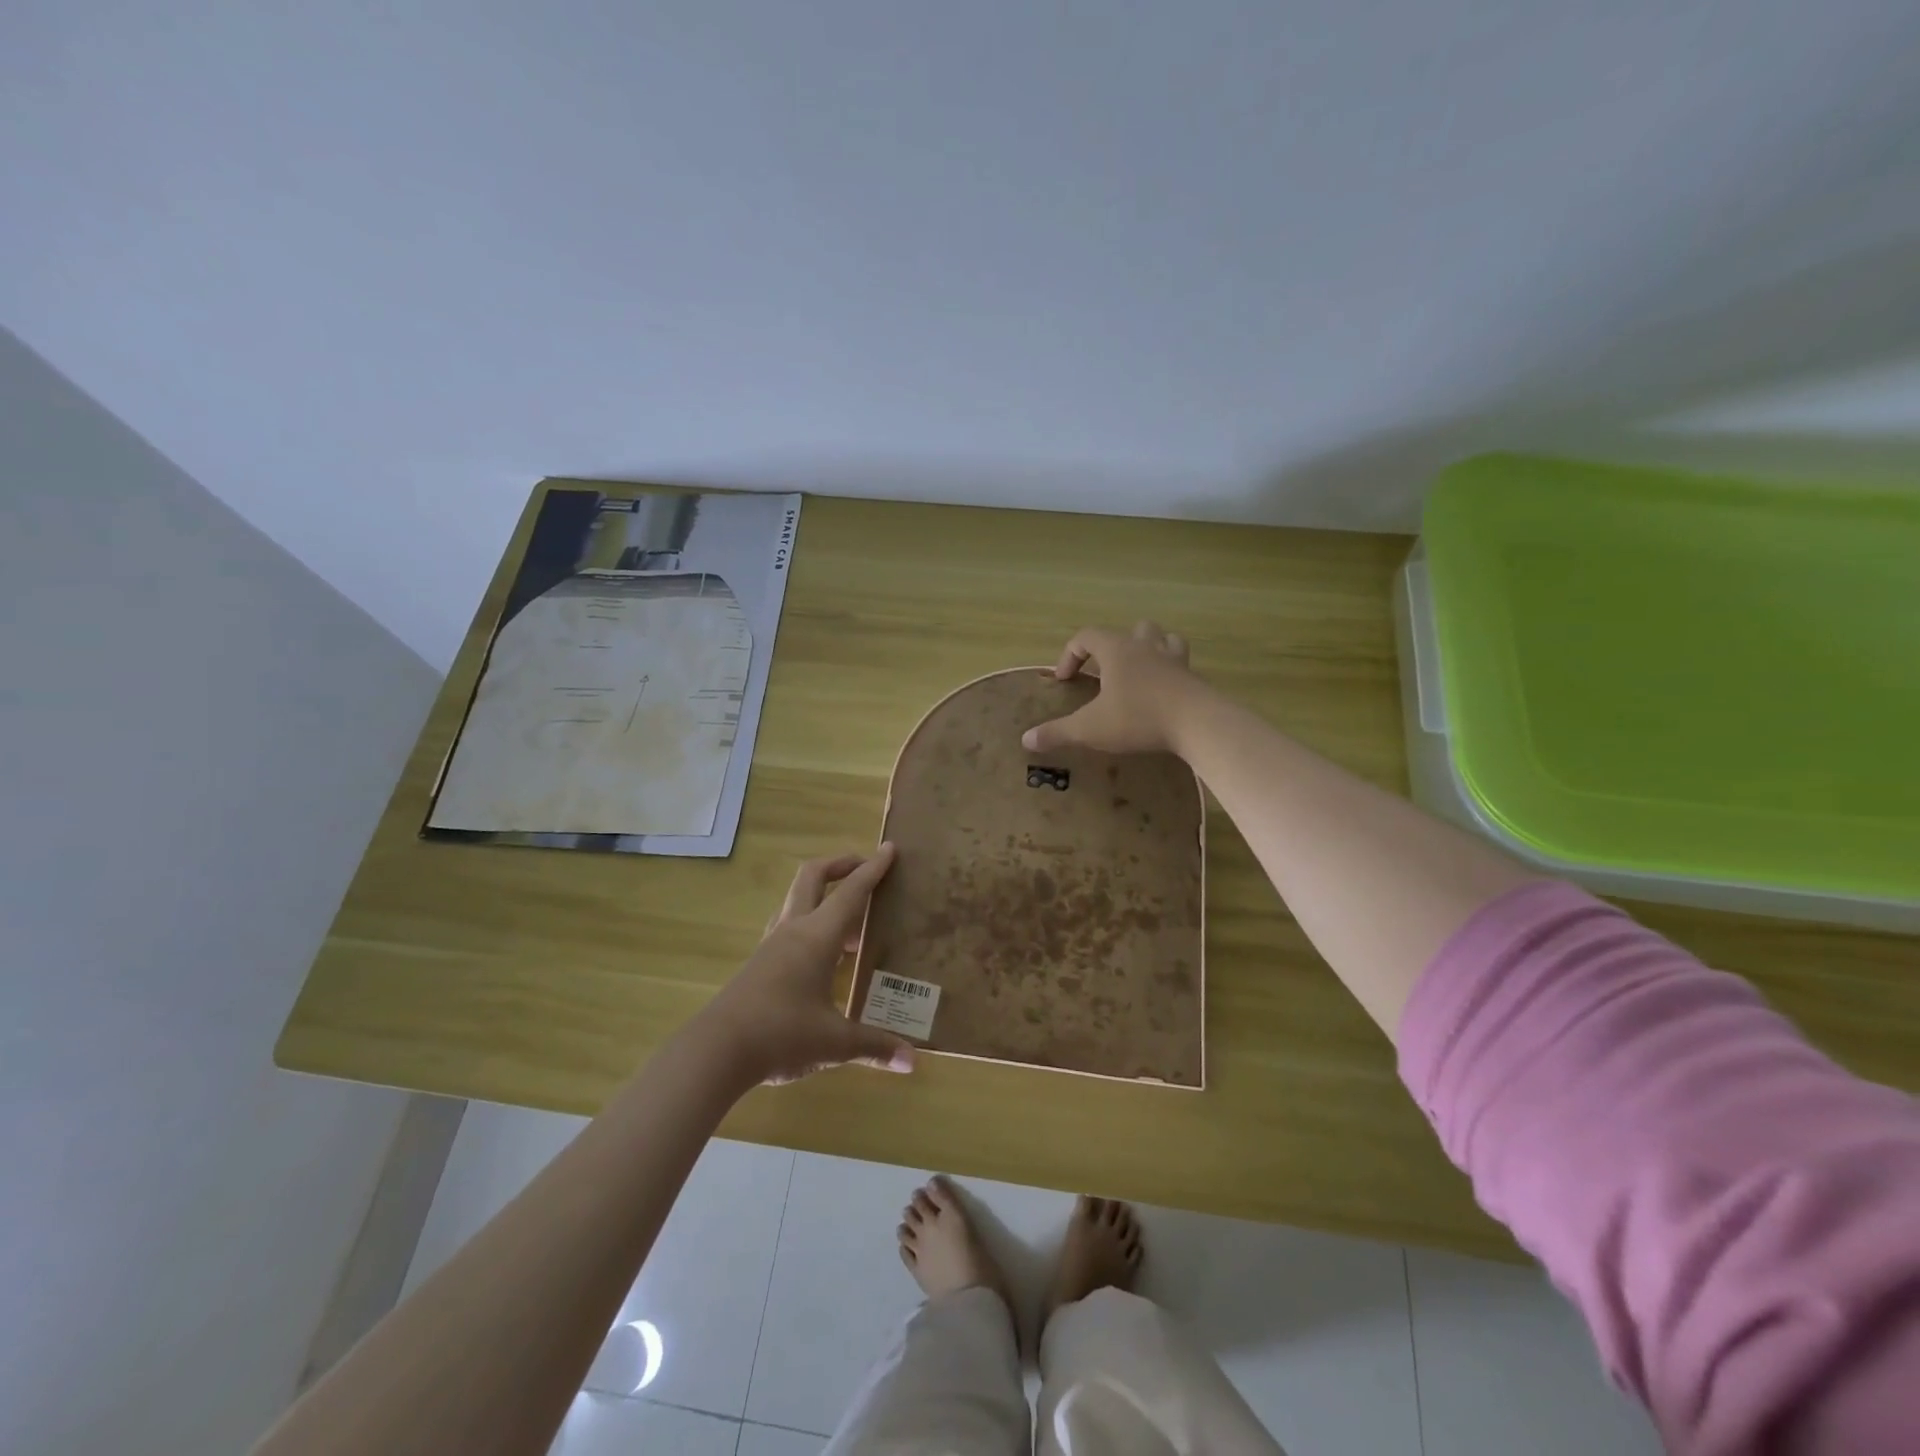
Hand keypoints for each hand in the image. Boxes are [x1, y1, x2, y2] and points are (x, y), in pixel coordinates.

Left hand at [697, 845, 914, 1085]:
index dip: (872, 869)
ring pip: (796, 899)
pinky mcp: (758, 963)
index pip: (850, 892)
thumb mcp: (834, 1043)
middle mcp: (793, 930)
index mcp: (817, 937)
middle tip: (865, 868)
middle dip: (841, 864)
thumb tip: (912, 1060)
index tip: (889, 849)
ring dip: (823, 894)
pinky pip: (787, 926)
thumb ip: (874, 1045)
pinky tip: (821, 953)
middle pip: (813, 877)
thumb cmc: (781, 1035)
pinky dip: (809, 923)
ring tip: (851, 920)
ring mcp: (771, 945)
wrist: (715, 1052)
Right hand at [1022, 621, 1205, 756]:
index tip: (1065, 680)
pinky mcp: (1194, 678)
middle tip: (1105, 672)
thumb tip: (1026, 739)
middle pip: (1130, 629)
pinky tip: (1163, 693)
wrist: (1197, 723)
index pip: (1086, 636)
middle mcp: (1145, 646)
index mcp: (1117, 650)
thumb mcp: (1091, 728)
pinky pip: (1180, 664)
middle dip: (1114, 646)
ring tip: (1139, 672)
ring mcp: (1174, 659)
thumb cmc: (1138, 718)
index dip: (1070, 654)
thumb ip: (1058, 732)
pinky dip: (1170, 672)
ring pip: (1162, 638)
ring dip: (1149, 649)